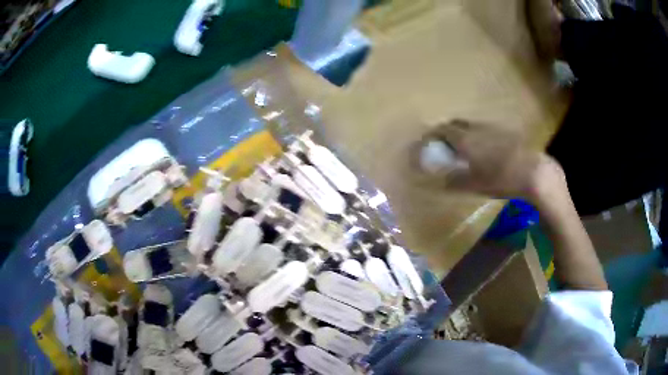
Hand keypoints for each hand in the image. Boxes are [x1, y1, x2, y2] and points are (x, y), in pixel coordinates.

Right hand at [415, 119, 564, 202]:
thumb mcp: (475, 185)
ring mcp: (492, 127)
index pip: (442, 130)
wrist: (532, 171)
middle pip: (456, 123)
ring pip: (471, 125)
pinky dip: (478, 135)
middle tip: (444, 145)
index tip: (427, 143)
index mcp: (465, 139)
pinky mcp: (505, 131)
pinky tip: (485, 150)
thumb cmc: (501, 179)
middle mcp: (477, 128)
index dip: (432, 135)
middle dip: (446, 131)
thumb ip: (455, 181)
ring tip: (464, 148)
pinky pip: (485, 129)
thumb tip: (441, 181)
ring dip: (463, 133)